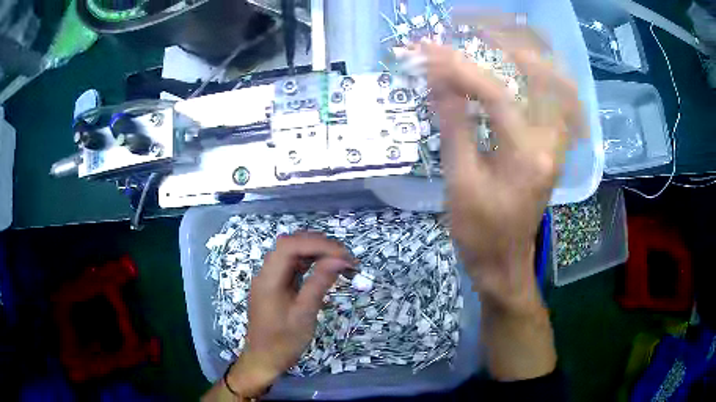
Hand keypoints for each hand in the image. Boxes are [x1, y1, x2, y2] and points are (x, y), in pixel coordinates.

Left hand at [226, 233, 353, 395]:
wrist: (264, 360)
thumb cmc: (284, 342)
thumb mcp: (304, 314)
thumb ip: (319, 283)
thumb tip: (339, 259)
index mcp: (269, 278)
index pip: (291, 245)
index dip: (318, 244)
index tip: (344, 256)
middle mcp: (266, 272)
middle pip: (290, 244)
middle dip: (319, 245)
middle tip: (346, 258)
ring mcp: (269, 278)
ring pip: (291, 253)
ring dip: (316, 252)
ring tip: (340, 261)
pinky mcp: (275, 285)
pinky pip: (292, 266)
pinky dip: (310, 263)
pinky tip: (325, 269)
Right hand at [419, 21, 580, 312]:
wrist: (505, 261)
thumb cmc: (479, 231)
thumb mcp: (459, 181)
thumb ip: (453, 123)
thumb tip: (436, 76)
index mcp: (527, 157)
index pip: (496, 93)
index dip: (458, 67)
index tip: (427, 49)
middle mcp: (552, 141)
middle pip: (543, 72)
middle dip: (505, 37)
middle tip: (469, 21)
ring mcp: (558, 140)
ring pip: (558, 78)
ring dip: (529, 46)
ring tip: (494, 29)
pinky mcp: (554, 142)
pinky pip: (558, 94)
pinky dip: (542, 68)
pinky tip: (520, 56)